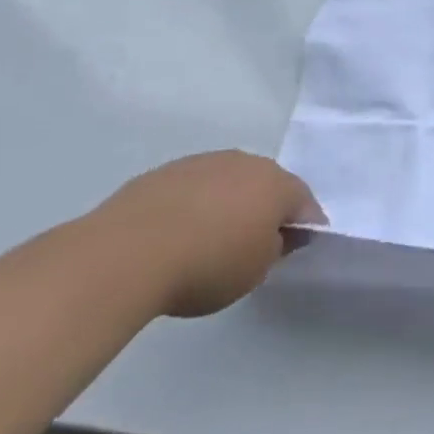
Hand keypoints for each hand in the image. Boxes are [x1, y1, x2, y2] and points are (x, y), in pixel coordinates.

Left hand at [94, 151, 324, 317]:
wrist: (128, 252)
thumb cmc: (207, 265)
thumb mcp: (255, 272)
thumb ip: (275, 249)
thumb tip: (277, 234)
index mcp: (277, 184)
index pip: (304, 202)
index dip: (306, 225)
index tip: (299, 246)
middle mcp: (246, 163)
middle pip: (267, 185)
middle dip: (266, 208)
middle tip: (255, 242)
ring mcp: (204, 162)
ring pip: (229, 182)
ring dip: (229, 203)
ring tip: (211, 238)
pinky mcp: (167, 171)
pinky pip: (194, 187)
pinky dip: (195, 205)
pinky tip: (178, 233)